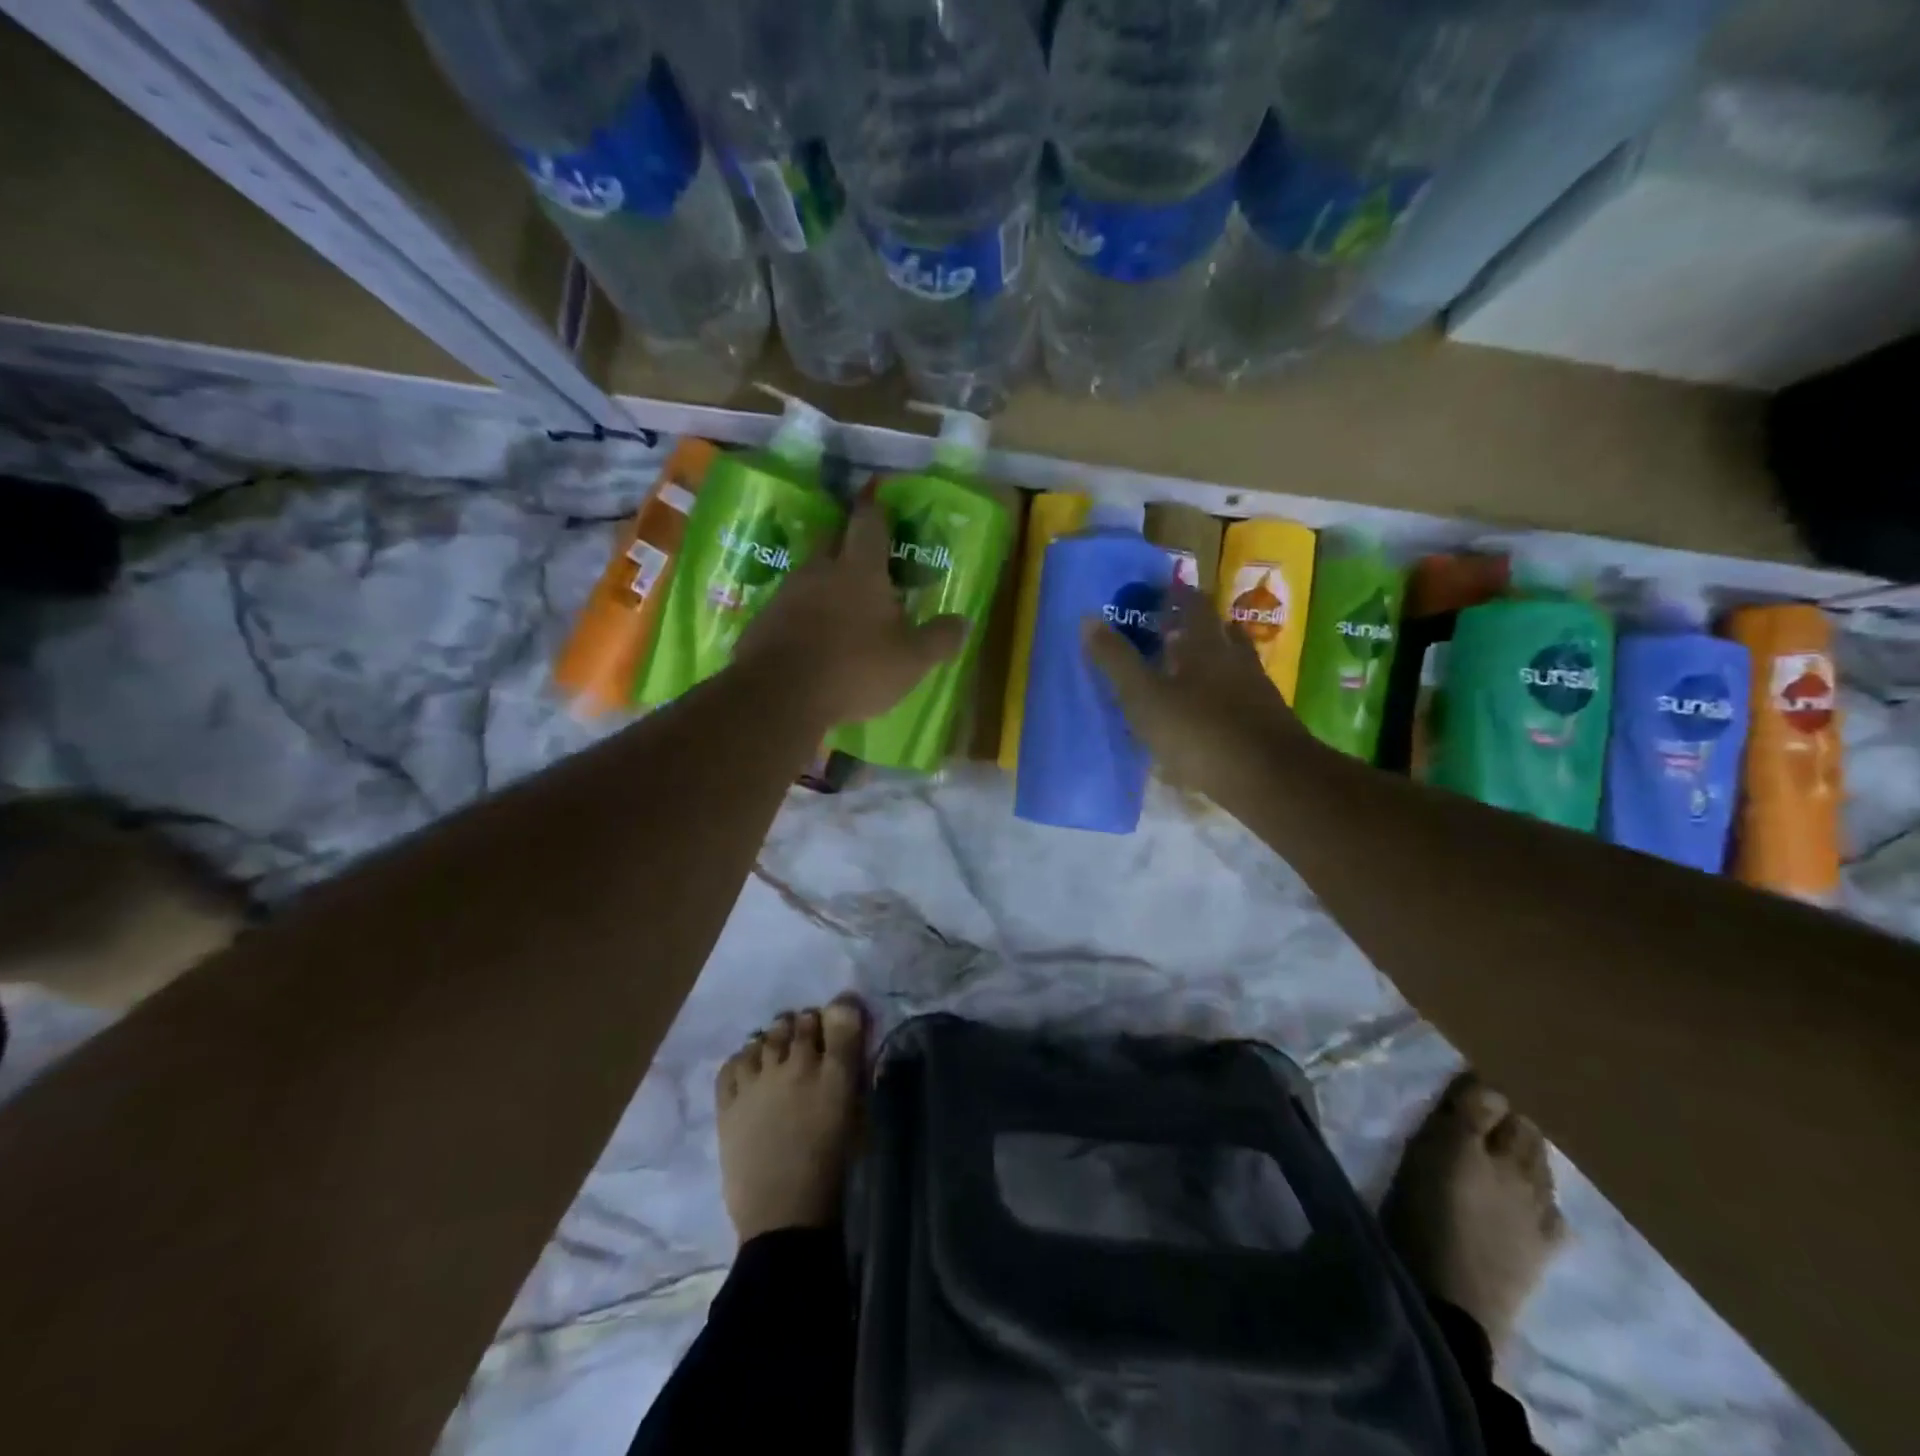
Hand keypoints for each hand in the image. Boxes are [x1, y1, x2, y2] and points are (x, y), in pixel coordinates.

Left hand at [737, 493, 967, 725]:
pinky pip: (789, 605)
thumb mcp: (911, 660)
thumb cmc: (854, 669)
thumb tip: (964, 622)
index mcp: (859, 570)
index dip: (876, 507)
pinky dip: (803, 612)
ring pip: (809, 572)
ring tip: (842, 600)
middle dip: (848, 538)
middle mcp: (819, 570)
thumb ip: (939, 639)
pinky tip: (813, 635)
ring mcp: (786, 594)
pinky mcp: (763, 620)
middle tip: (864, 551)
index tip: (878, 494)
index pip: (868, 522)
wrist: (778, 696)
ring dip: (826, 579)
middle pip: (832, 538)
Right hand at [1082, 585, 1314, 797]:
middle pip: (1219, 630)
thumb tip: (1088, 619)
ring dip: (1214, 660)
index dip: (1178, 595)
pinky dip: (1225, 694)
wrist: (1268, 778)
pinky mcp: (1267, 720)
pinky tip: (1211, 712)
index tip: (1162, 593)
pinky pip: (1242, 694)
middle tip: (1170, 632)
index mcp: (1205, 644)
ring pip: (1234, 662)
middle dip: (1196, 627)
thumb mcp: (1144, 698)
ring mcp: (1256, 689)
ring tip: (1189, 670)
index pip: (1194, 604)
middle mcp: (1235, 658)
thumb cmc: (1198, 732)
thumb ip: (1117, 660)